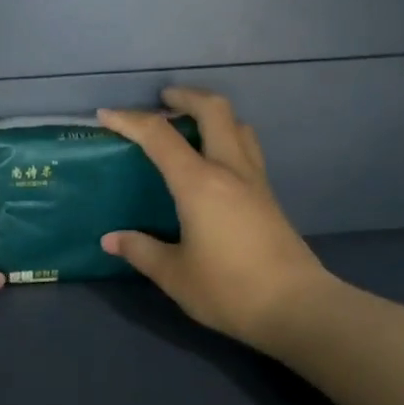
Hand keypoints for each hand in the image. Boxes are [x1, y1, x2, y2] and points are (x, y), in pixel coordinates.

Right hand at [98, 88, 337, 354]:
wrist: (297, 308)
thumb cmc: (228, 289)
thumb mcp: (174, 275)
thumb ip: (140, 251)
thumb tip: (111, 239)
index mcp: (199, 183)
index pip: (159, 136)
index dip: (129, 120)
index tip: (106, 115)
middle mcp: (230, 170)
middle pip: (214, 110)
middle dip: (185, 96)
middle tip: (162, 100)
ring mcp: (255, 181)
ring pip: (238, 126)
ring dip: (212, 114)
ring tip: (190, 126)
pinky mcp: (269, 197)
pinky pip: (247, 149)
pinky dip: (226, 138)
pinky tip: (213, 164)